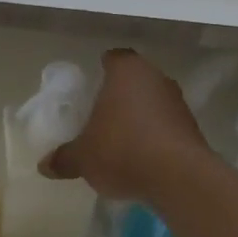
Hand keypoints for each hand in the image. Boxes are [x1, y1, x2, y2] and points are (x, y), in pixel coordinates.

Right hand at [43, 50, 210, 201]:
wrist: (179, 178)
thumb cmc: (122, 150)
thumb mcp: (83, 157)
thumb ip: (64, 158)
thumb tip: (45, 165)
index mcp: (127, 71)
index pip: (113, 58)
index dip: (101, 70)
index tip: (91, 87)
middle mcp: (156, 78)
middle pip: (134, 80)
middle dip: (119, 96)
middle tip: (101, 115)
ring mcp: (178, 102)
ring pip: (153, 102)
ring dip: (140, 116)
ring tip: (121, 140)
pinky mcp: (193, 128)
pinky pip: (167, 125)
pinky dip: (155, 136)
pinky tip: (142, 157)